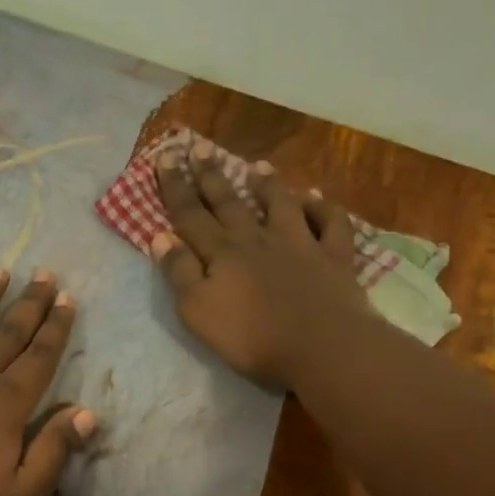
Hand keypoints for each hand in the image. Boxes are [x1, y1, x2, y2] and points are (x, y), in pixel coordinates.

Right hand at [151, 141, 371, 389]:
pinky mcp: (334, 257)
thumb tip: (160, 236)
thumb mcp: (198, 310)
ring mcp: (299, 244)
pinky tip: (317, 198)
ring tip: (257, 166)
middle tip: (199, 148)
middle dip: (211, 176)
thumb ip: (179, 272)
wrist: (322, 347)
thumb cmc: (252, 337)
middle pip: (229, 202)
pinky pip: (330, 224)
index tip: (165, 157)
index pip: (190, 214)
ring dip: (267, 185)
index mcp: (222, 252)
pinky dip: (323, 208)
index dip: (175, 186)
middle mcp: (257, 239)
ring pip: (280, 204)